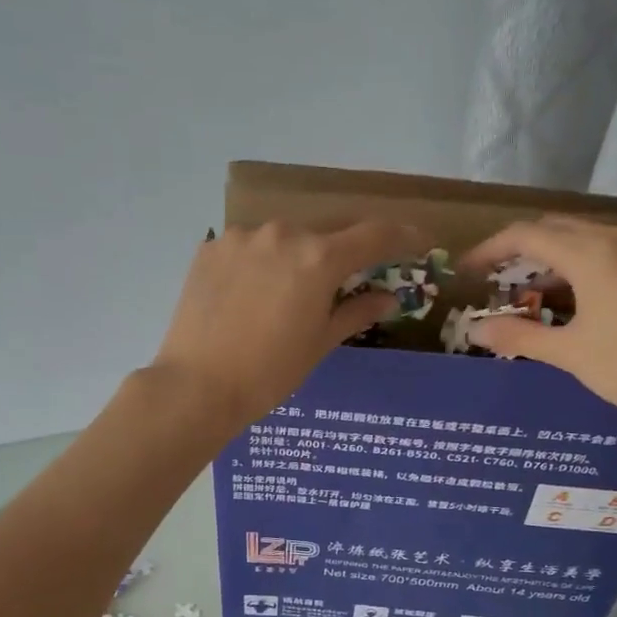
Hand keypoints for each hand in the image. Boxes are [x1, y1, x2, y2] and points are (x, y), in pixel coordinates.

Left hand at [151, 220, 431, 430]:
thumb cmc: (269, 372)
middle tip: (348, 275)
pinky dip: (261, 262)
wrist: (197, 385)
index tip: (418, 241)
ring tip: (289, 291)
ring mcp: (242, 237)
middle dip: (343, 250)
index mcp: (319, 258)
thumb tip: (388, 298)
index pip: (374, 234)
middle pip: (327, 230)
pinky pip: (249, 246)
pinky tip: (252, 293)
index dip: (402, 236)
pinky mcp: (211, 248)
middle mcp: (283, 234)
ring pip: (284, 236)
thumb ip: (356, 312)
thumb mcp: (320, 344)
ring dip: (297, 255)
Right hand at [462, 217, 616, 437]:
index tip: (464, 271)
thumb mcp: (570, 354)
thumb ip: (519, 336)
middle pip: (553, 229)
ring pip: (579, 240)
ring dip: (545, 260)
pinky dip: (572, 269)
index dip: (489, 250)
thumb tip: (475, 332)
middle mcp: (616, 239)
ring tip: (519, 294)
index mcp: (592, 253)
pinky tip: (562, 301)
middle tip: (488, 280)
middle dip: (515, 251)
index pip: (526, 235)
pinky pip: (601, 254)